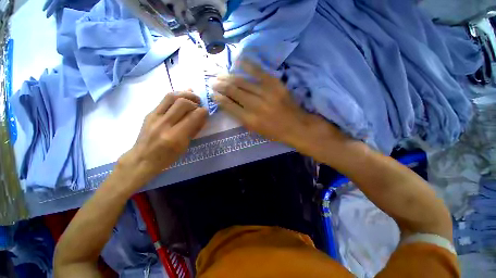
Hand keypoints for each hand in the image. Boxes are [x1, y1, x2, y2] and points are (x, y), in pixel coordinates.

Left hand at [119, 91, 207, 183]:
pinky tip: (182, 98)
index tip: (206, 111)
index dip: (203, 111)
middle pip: (182, 103)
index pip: (193, 117)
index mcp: (175, 136)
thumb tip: (202, 117)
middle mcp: (164, 124)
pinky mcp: (149, 113)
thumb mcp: (184, 147)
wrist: (141, 159)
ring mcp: (154, 117)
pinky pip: (164, 100)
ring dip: (185, 94)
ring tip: (192, 97)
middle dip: (194, 101)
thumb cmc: (167, 157)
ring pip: (171, 97)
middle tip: (199, 104)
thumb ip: (194, 130)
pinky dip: (176, 96)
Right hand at [213, 61, 344, 148]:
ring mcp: (266, 93)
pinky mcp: (275, 84)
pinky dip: (247, 65)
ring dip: (229, 77)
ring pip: (242, 82)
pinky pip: (258, 71)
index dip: (219, 99)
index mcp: (250, 120)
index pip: (229, 106)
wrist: (296, 126)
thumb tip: (229, 105)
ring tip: (220, 74)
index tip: (213, 94)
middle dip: (221, 85)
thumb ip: (241, 118)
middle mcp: (255, 106)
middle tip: (213, 81)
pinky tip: (237, 60)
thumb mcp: (255, 130)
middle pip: (233, 91)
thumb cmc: (274, 132)